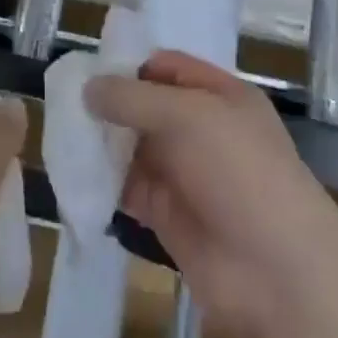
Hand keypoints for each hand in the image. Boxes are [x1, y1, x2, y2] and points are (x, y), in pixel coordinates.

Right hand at [84, 51, 337, 337]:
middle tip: (60, 101)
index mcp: (218, 96)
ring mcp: (185, 175)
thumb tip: (89, 87)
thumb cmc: (239, 171)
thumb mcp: (187, 116)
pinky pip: (129, 190)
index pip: (166, 67)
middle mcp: (201, 131)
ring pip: (134, 149)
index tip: (85, 68)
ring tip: (58, 135)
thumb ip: (134, 99)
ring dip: (102, 144)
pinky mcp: (169, 218)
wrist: (279, 273)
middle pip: (146, 108)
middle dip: (109, 105)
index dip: (129, 64)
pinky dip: (104, 183)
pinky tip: (73, 175)